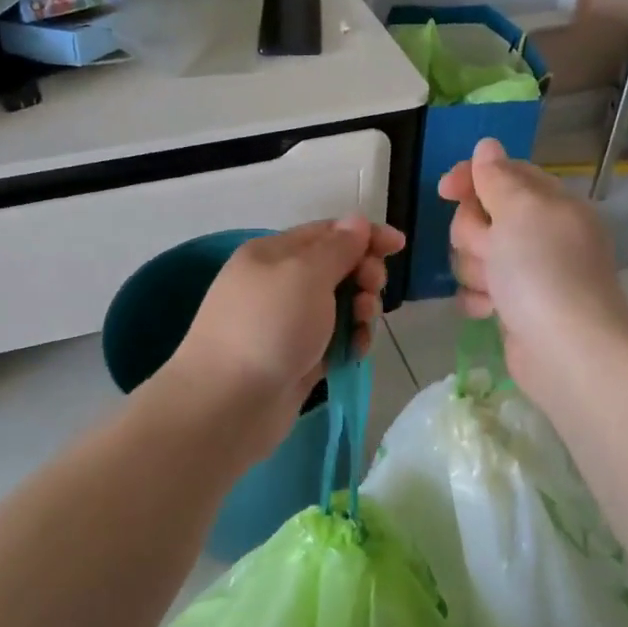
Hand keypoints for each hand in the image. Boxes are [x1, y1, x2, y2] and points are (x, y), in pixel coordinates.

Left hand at [162, 217, 404, 456]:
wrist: (228, 404)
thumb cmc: (268, 327)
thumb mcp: (305, 274)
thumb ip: (338, 247)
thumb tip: (357, 221)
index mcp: (273, 254)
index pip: (327, 232)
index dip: (365, 235)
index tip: (399, 245)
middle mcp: (279, 284)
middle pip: (337, 269)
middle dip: (363, 275)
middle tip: (370, 291)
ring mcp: (288, 324)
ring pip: (340, 306)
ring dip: (361, 311)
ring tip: (362, 326)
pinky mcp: (298, 358)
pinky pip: (335, 340)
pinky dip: (350, 342)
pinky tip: (355, 353)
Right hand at [439, 139, 627, 397]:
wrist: (566, 352)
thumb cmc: (543, 271)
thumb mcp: (520, 211)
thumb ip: (497, 177)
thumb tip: (487, 146)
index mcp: (551, 204)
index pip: (505, 174)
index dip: (473, 177)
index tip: (445, 189)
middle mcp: (541, 234)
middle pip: (482, 215)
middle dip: (474, 233)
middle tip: (491, 251)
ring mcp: (528, 273)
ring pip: (474, 254)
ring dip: (475, 270)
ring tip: (494, 289)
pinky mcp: (514, 307)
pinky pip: (479, 289)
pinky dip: (480, 299)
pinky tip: (491, 312)